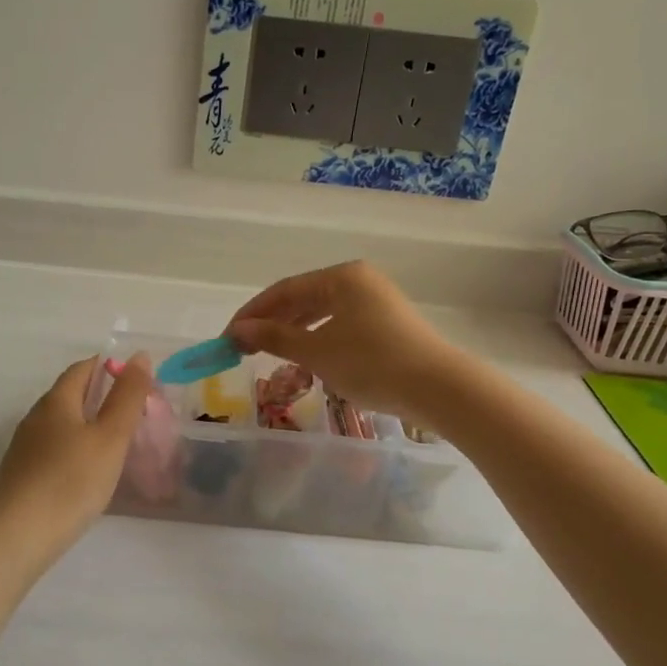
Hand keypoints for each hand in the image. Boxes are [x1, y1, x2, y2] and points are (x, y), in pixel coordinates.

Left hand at [0, 354, 152, 561]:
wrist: (16, 538)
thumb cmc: (70, 481)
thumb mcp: (110, 437)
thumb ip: (127, 396)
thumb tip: (139, 356)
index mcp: (56, 401)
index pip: (83, 369)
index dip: (110, 367)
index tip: (137, 382)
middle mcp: (36, 418)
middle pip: (70, 395)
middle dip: (101, 397)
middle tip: (135, 413)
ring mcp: (25, 449)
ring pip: (62, 425)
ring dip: (89, 426)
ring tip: (118, 444)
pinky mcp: (22, 476)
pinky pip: (55, 451)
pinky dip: (77, 451)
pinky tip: (90, 473)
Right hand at [224, 261, 470, 423]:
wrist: (438, 389)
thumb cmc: (372, 364)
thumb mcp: (316, 352)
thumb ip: (273, 338)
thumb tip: (237, 331)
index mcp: (342, 276)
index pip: (285, 290)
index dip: (252, 313)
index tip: (228, 337)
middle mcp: (359, 281)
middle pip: (304, 299)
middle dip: (272, 323)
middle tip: (244, 348)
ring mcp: (377, 302)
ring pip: (323, 314)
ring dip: (294, 334)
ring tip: (270, 355)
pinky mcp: (388, 325)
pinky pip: (341, 326)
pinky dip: (318, 341)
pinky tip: (308, 360)